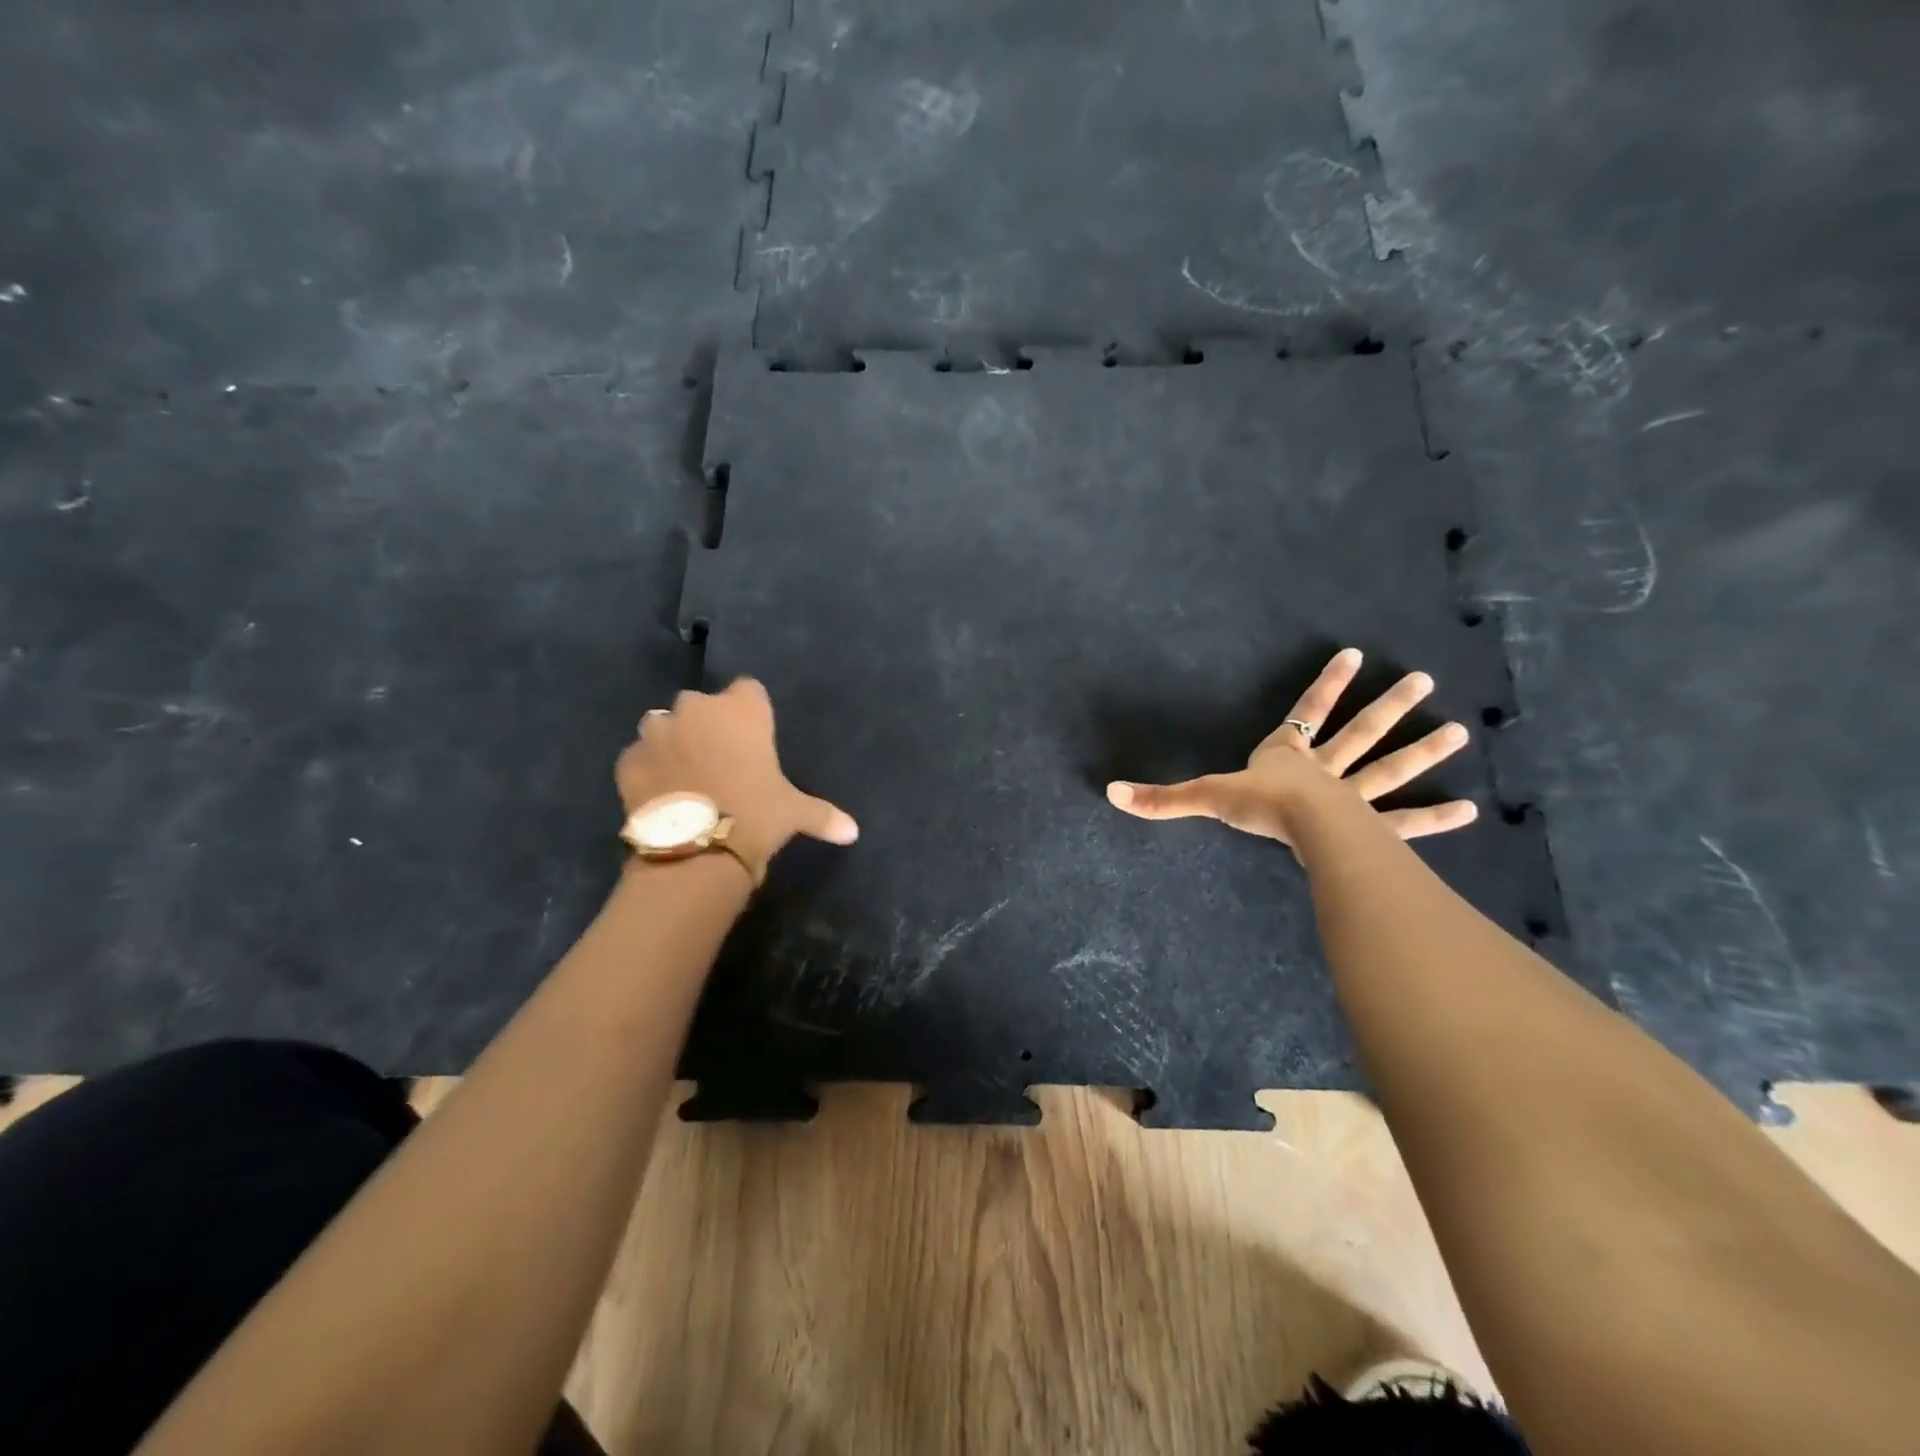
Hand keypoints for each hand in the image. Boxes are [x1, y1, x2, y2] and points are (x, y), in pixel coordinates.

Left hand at [616, 678, 856, 881]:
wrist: (696, 850)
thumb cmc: (756, 816)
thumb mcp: (794, 813)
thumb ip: (823, 814)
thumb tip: (853, 832)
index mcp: (742, 711)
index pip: (748, 689)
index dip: (750, 711)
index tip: (753, 737)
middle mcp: (697, 709)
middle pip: (701, 705)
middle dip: (706, 725)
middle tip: (719, 761)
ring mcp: (657, 732)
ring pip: (663, 725)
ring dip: (672, 742)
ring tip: (684, 775)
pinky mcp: (627, 760)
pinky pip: (638, 756)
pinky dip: (647, 769)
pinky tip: (659, 794)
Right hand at [1105, 648, 1478, 847]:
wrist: (1302, 828)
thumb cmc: (1258, 805)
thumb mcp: (1206, 796)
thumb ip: (1162, 798)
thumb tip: (1112, 793)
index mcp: (1288, 755)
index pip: (1308, 709)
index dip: (1327, 683)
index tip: (1355, 653)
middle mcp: (1326, 769)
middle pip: (1361, 732)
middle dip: (1389, 706)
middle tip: (1425, 681)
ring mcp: (1353, 797)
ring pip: (1391, 767)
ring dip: (1424, 751)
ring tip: (1461, 732)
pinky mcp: (1370, 828)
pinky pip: (1405, 821)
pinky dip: (1434, 818)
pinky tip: (1469, 810)